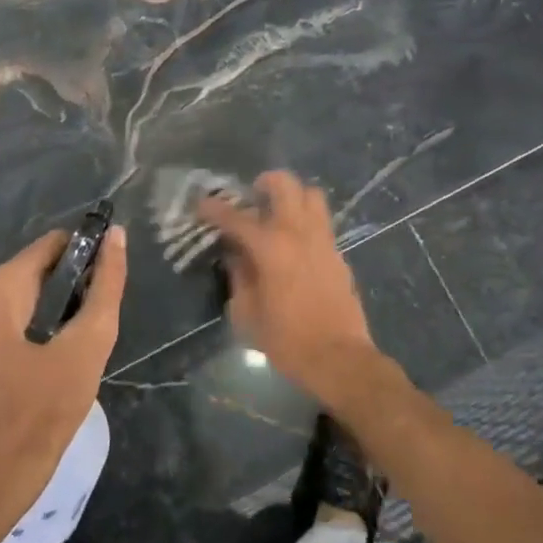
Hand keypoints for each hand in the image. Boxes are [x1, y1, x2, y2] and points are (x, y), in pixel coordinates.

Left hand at [0, 224, 126, 504]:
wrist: (5, 466)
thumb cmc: (48, 404)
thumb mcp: (90, 340)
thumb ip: (107, 284)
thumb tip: (117, 234)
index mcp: (2, 283)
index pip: (58, 243)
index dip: (90, 257)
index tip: (107, 289)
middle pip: (48, 262)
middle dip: (78, 284)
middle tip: (93, 324)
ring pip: (39, 283)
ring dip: (67, 302)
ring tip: (82, 338)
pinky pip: (27, 302)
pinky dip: (50, 315)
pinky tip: (64, 346)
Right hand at [198, 172, 377, 401]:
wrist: (340, 359)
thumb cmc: (287, 340)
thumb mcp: (247, 313)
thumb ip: (239, 276)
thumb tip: (236, 254)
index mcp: (271, 247)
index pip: (237, 217)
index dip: (215, 208)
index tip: (202, 204)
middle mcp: (298, 233)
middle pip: (285, 184)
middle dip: (264, 182)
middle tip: (251, 197)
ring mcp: (323, 240)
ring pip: (311, 195)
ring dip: (292, 196)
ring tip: (277, 212)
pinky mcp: (338, 253)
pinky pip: (321, 221)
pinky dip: (305, 220)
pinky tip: (294, 243)